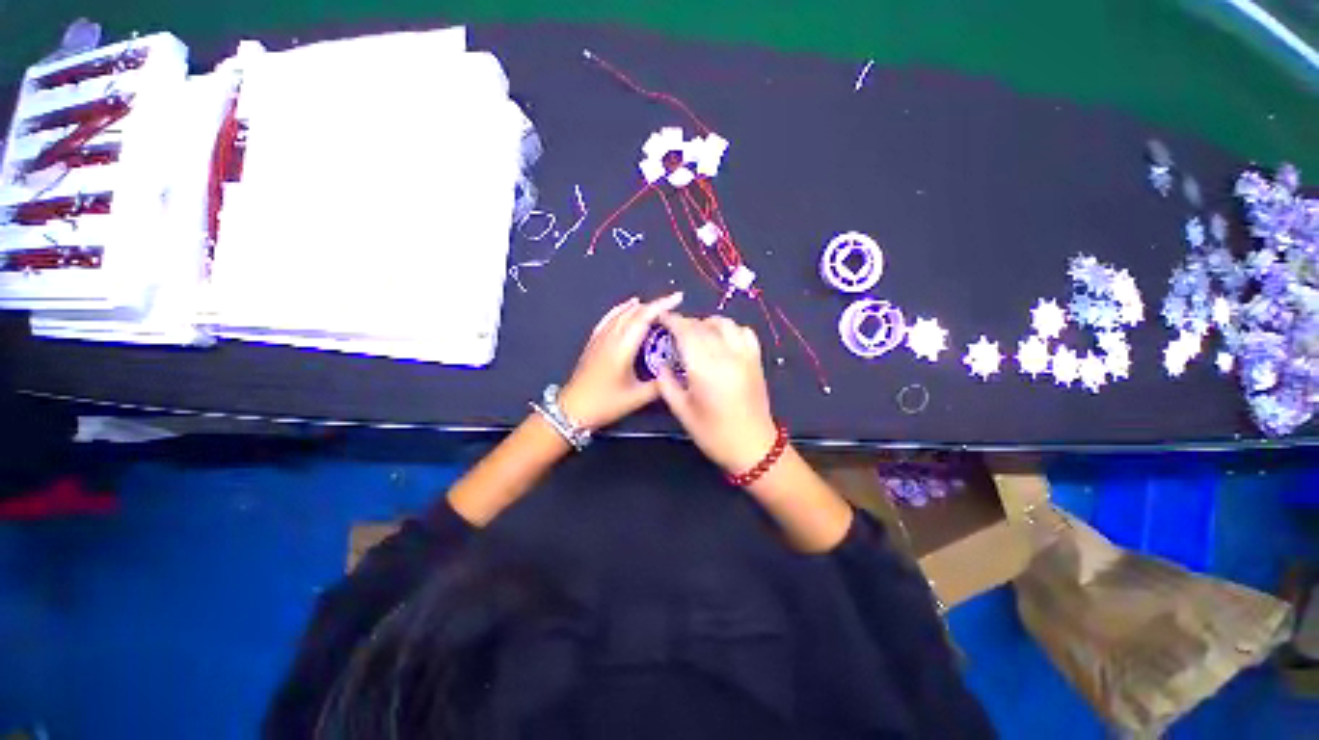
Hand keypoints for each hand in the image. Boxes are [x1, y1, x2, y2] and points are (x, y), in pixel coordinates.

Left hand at [559, 292, 683, 430]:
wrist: (573, 408)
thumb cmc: (605, 403)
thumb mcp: (637, 397)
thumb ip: (659, 385)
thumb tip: (677, 376)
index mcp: (623, 347)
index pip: (644, 317)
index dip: (662, 305)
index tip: (678, 298)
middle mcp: (611, 337)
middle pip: (634, 312)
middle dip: (655, 304)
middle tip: (673, 305)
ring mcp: (600, 337)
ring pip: (621, 313)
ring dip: (640, 307)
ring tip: (657, 306)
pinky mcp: (593, 342)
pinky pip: (609, 318)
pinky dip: (621, 309)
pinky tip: (627, 306)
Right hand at [654, 312, 778, 474]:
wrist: (753, 446)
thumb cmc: (714, 434)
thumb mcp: (682, 412)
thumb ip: (667, 385)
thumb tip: (661, 364)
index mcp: (705, 369)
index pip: (686, 333)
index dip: (673, 321)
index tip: (662, 319)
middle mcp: (726, 356)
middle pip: (703, 326)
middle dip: (686, 323)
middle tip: (674, 332)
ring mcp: (744, 356)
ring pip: (725, 323)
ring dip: (707, 323)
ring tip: (698, 335)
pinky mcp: (756, 360)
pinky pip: (744, 332)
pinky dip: (731, 329)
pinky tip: (722, 340)